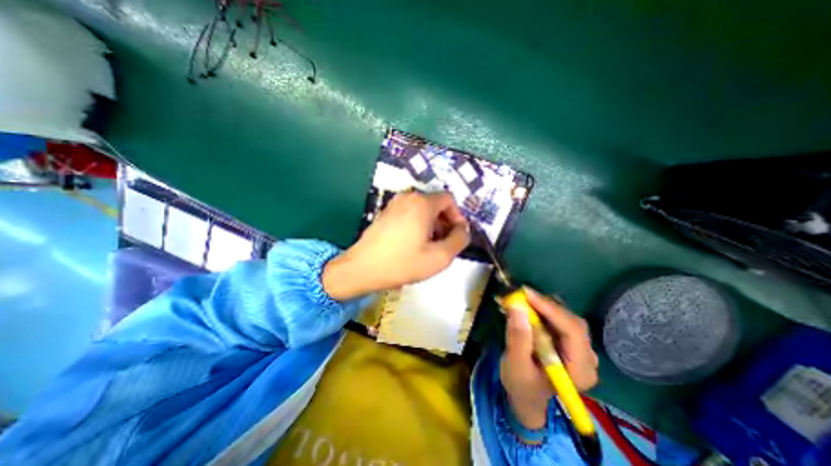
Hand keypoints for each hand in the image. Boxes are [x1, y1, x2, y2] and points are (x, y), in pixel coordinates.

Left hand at [320, 190, 469, 299]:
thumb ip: (459, 240)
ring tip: (428, 247)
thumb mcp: (440, 257)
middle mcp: (407, 197)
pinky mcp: (385, 213)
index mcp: (422, 203)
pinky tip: (413, 244)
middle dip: (444, 223)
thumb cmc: (402, 263)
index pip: (449, 200)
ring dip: (431, 225)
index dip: (457, 216)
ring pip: (422, 210)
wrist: (362, 268)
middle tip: (443, 244)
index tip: (456, 235)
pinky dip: (417, 225)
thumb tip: (463, 230)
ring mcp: (394, 204)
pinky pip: (409, 214)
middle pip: (435, 204)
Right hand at [500, 289, 597, 429]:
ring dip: (542, 305)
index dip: (551, 309)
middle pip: (571, 321)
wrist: (527, 397)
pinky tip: (527, 307)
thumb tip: (517, 307)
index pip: (573, 331)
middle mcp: (587, 357)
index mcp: (580, 369)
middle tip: (520, 295)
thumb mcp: (516, 365)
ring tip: (521, 300)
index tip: (526, 293)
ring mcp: (580, 348)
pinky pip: (558, 318)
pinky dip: (541, 309)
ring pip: (565, 316)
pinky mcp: (569, 341)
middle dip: (545, 305)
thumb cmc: (522, 386)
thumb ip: (518, 338)